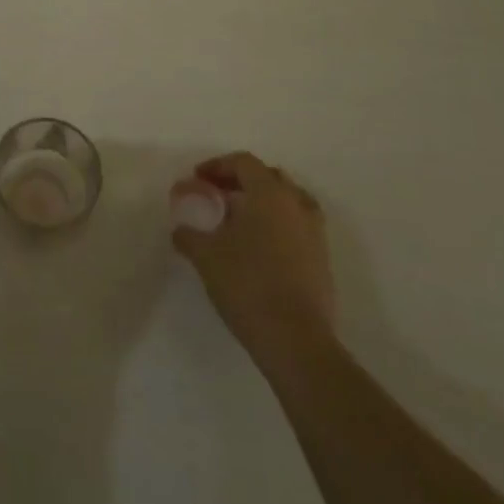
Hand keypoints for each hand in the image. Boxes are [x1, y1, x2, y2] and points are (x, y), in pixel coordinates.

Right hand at [171, 151, 336, 373]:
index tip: (198, 180)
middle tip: (218, 196)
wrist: (296, 341)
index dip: (218, 166)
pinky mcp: (322, 260)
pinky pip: (297, 227)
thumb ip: (189, 235)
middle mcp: (296, 205)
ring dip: (263, 203)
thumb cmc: (247, 285)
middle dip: (241, 181)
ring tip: (239, 221)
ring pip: (288, 202)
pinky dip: (277, 226)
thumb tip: (180, 230)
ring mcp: (315, 233)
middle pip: (269, 177)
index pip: (244, 162)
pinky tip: (258, 248)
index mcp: (269, 193)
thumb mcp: (205, 255)